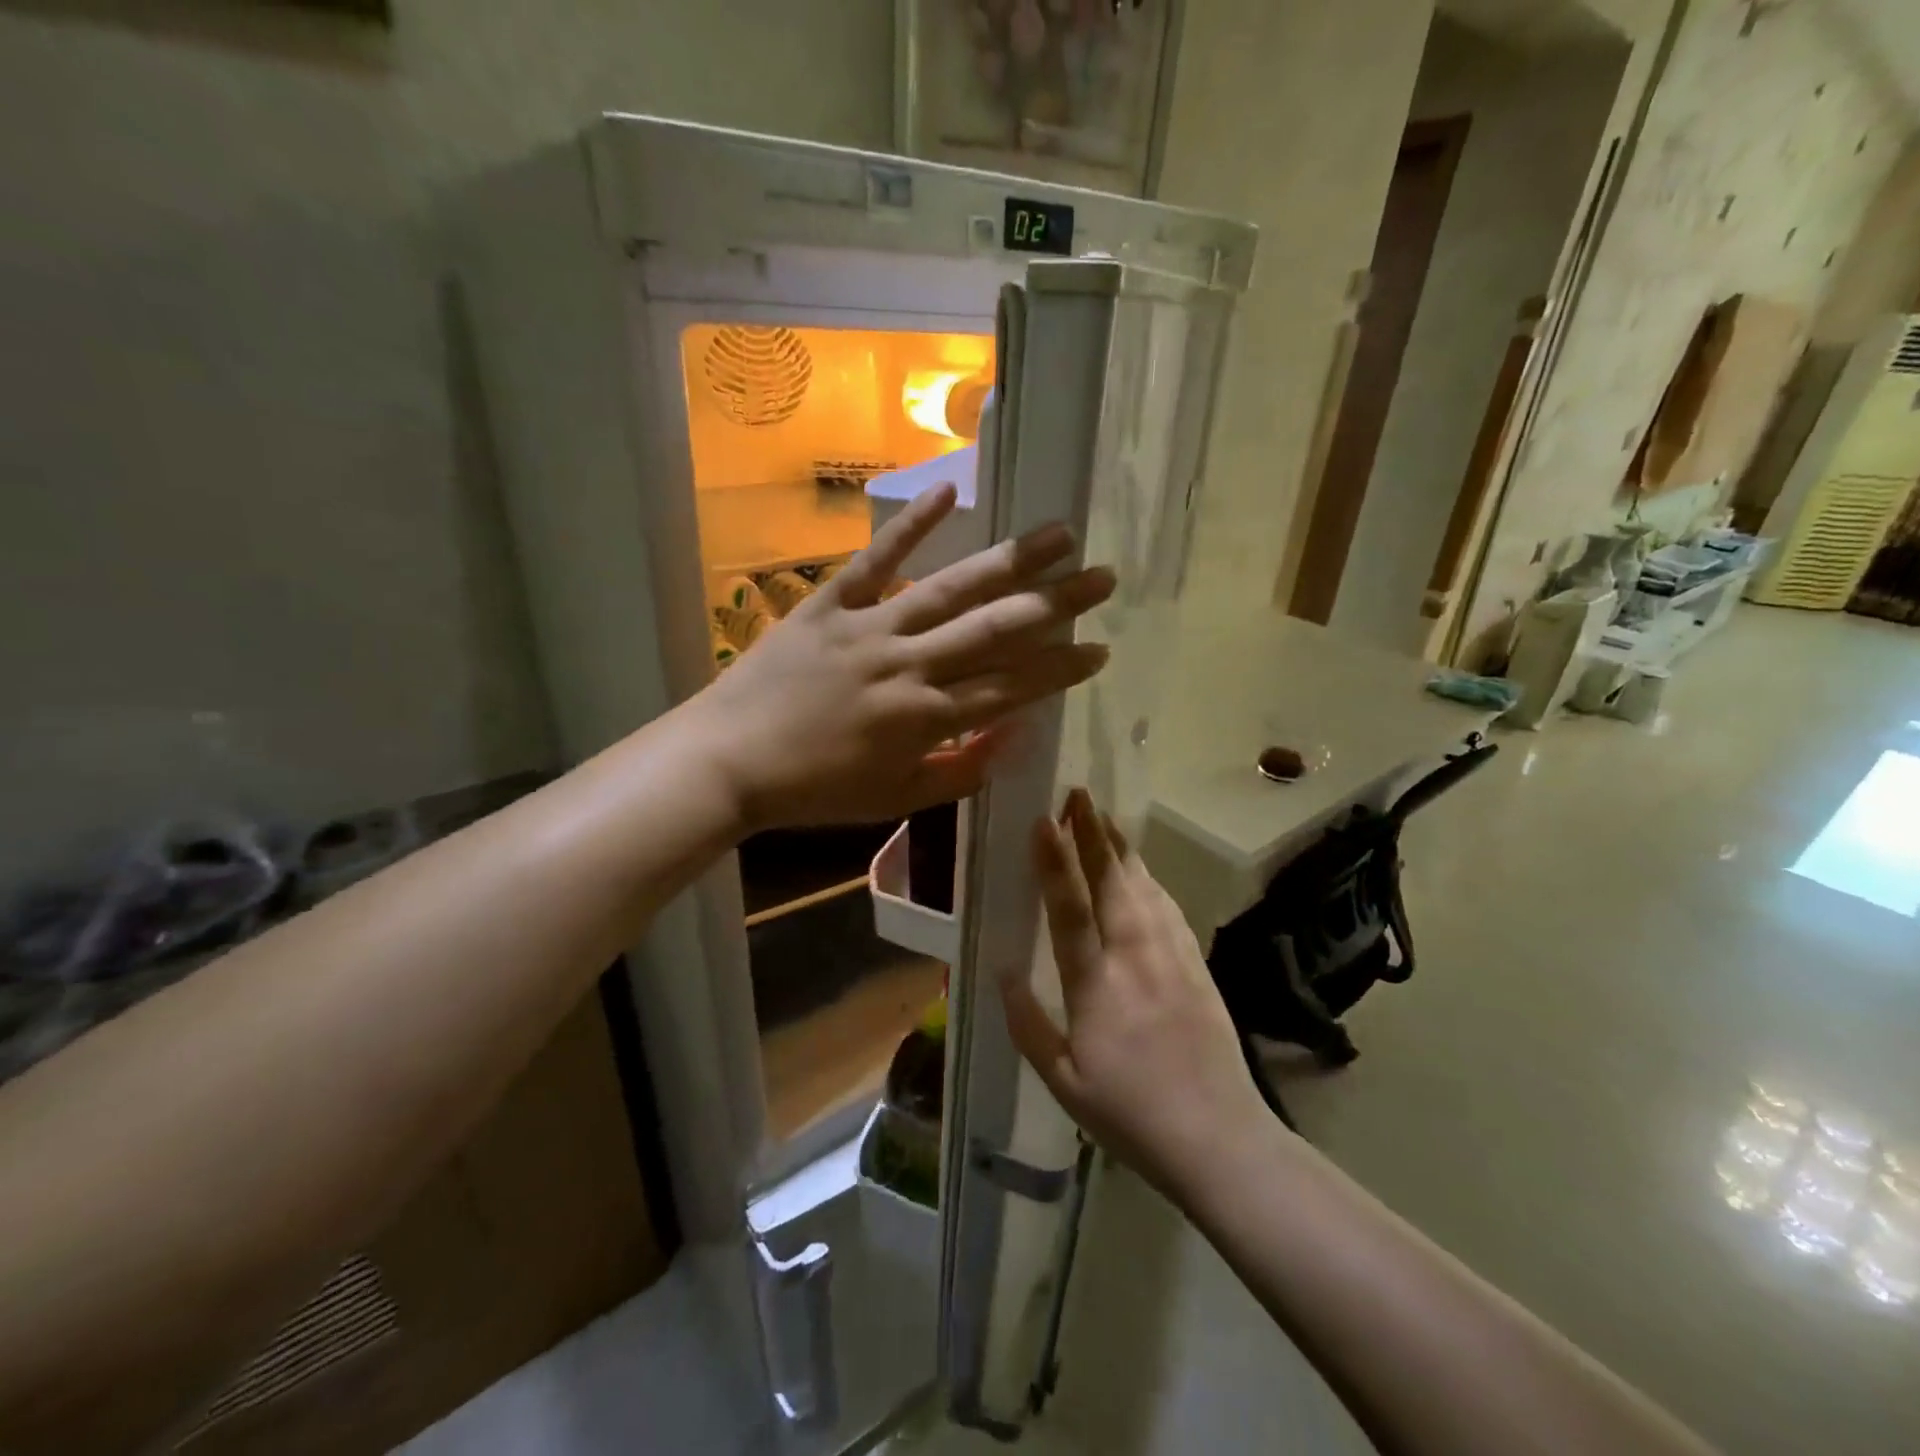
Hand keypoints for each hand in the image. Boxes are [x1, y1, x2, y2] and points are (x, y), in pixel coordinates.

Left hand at [693, 485, 1115, 829]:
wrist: (729, 762)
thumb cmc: (816, 790)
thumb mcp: (896, 799)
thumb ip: (961, 771)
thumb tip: (1017, 735)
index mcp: (927, 718)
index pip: (1013, 686)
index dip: (1061, 668)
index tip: (1101, 648)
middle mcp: (910, 664)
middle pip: (997, 629)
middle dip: (1057, 604)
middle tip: (1104, 578)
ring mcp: (870, 627)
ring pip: (952, 588)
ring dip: (1010, 561)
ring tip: (1059, 534)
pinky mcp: (830, 602)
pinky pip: (877, 559)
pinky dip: (912, 524)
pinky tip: (950, 489)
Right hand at [1002, 790, 1275, 1199]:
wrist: (1220, 1139)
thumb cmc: (1130, 1114)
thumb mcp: (1062, 1080)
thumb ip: (1027, 1023)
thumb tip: (1001, 970)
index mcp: (1097, 985)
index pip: (1070, 909)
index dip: (1055, 861)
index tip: (1044, 820)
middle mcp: (1136, 958)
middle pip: (1112, 881)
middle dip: (1092, 834)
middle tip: (1077, 795)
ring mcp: (1172, 957)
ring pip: (1143, 887)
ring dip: (1121, 848)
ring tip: (1103, 818)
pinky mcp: (1197, 965)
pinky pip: (1168, 907)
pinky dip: (1149, 878)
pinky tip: (1141, 869)